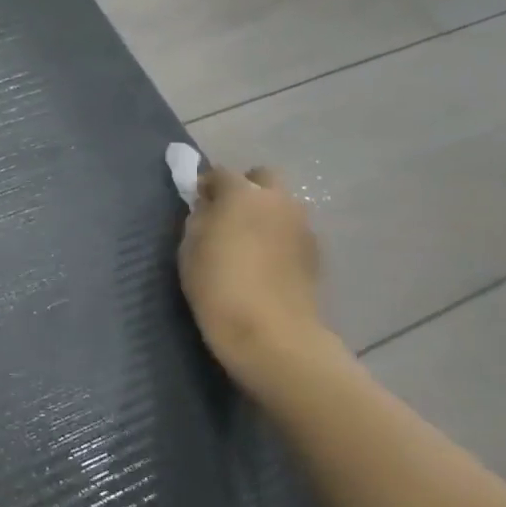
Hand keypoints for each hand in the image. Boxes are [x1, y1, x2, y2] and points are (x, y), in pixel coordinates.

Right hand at [177, 165, 327, 384]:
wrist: (271, 334)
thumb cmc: (217, 286)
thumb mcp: (190, 248)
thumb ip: (200, 219)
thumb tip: (208, 208)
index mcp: (242, 194)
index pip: (220, 173)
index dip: (206, 186)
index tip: (197, 205)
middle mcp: (278, 201)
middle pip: (263, 178)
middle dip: (245, 189)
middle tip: (227, 215)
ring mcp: (302, 226)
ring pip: (282, 205)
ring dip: (265, 213)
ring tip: (248, 243)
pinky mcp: (315, 253)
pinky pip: (292, 232)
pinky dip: (279, 237)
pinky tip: (266, 263)